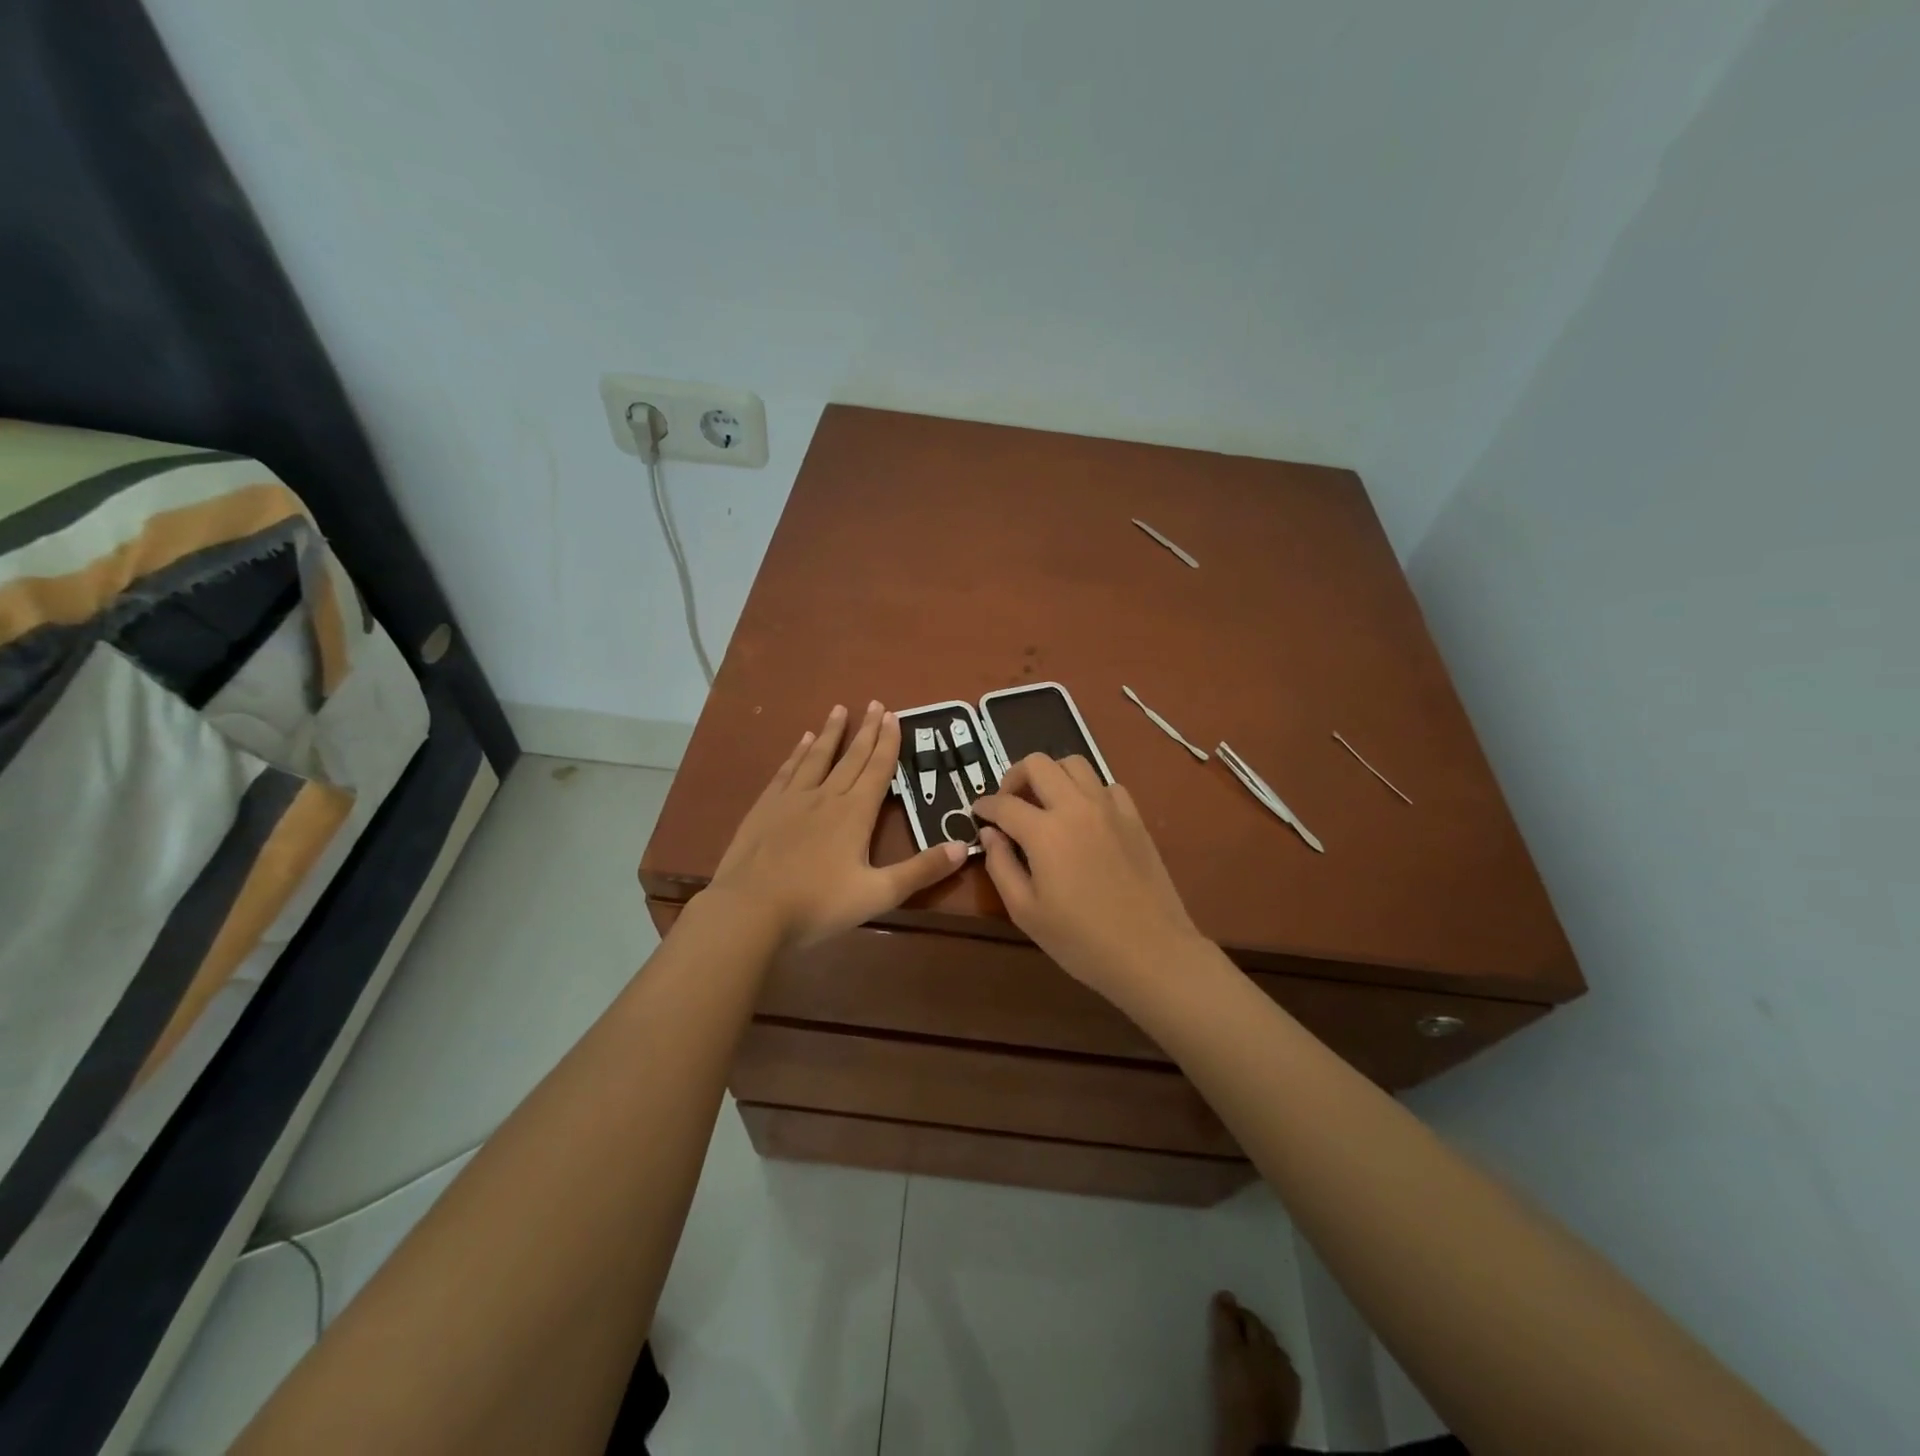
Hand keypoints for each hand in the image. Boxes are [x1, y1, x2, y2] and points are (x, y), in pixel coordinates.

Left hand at [707, 701, 966, 950]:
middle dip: (867, 730)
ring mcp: (792, 799)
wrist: (750, 911)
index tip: (894, 716)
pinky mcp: (765, 808)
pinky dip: (797, 753)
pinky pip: (787, 771)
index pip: (878, 769)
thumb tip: (963, 846)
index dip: (888, 742)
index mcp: (855, 813)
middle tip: (876, 703)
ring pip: (817, 757)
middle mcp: (826, 796)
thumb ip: (921, 870)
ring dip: (831, 733)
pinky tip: (800, 742)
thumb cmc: (818, 905)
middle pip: (851, 757)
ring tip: (839, 709)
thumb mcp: (878, 894)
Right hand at [970, 753, 1206, 999]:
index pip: (1004, 803)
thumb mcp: (1025, 911)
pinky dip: (1088, 791)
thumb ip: (1000, 865)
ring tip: (1045, 804)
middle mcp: (1076, 807)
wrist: (1151, 952)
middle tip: (1009, 803)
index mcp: (1045, 831)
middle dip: (1014, 776)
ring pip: (1075, 764)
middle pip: (1038, 764)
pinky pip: (1106, 786)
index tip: (978, 812)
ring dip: (1052, 776)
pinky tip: (1084, 818)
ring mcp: (1110, 808)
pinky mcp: (1134, 818)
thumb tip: (990, 833)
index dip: (985, 805)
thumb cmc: (1081, 940)